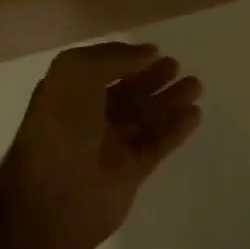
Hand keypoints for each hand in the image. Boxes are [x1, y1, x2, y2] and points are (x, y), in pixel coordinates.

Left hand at [0, 42, 202, 248]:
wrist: (53, 197)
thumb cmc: (60, 126)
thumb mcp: (77, 72)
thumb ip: (114, 57)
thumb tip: (147, 53)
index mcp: (69, 94)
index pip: (101, 70)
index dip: (126, 59)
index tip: (154, 51)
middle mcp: (88, 119)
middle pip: (127, 93)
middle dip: (152, 78)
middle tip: (177, 65)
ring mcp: (109, 147)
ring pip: (145, 118)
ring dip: (170, 101)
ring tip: (196, 85)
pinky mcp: (129, 173)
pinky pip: (157, 145)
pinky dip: (176, 129)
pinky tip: (196, 113)